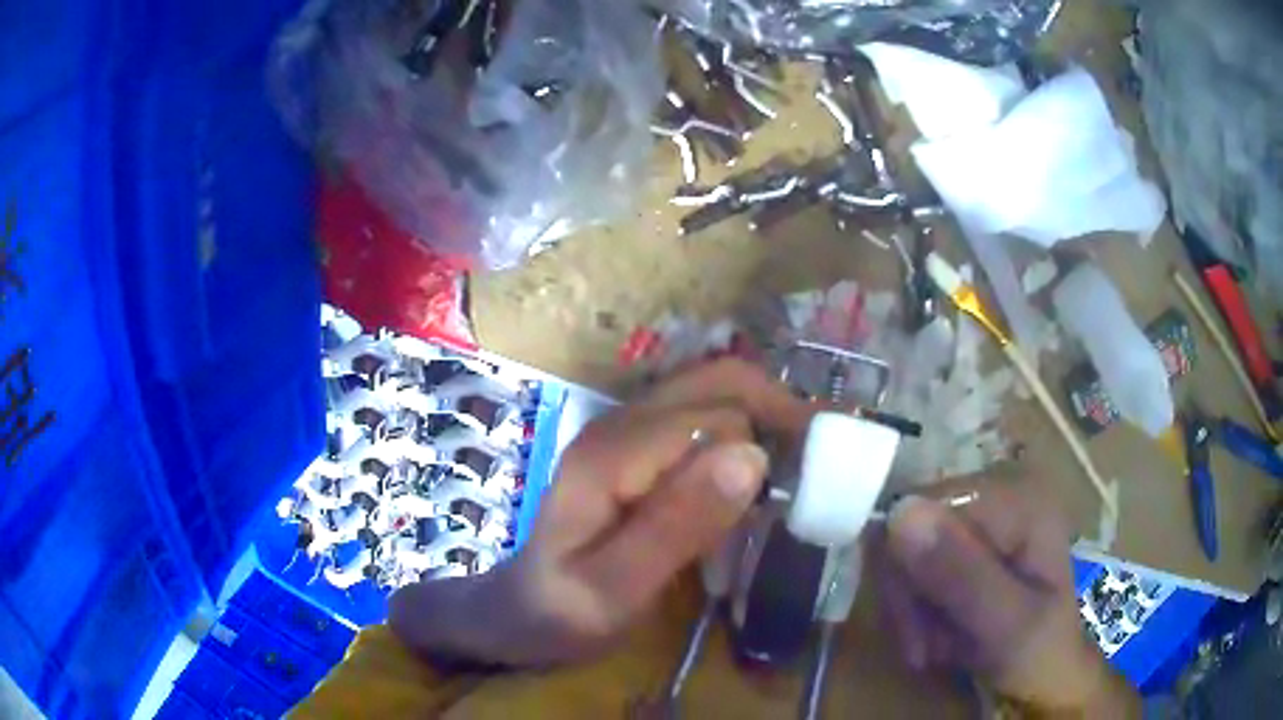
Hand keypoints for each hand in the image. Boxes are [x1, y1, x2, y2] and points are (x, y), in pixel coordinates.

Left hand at [389, 359, 813, 666]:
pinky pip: (702, 417)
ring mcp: (625, 430)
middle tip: (823, 464)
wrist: (515, 612)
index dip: (776, 435)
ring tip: (805, 465)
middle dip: (780, 412)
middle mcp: (621, 422)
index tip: (820, 477)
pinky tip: (763, 473)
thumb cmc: (560, 612)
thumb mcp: (615, 590)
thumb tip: (751, 455)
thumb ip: (676, 527)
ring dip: (766, 417)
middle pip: (720, 383)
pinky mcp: (633, 448)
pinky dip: (745, 431)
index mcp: (615, 452)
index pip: (720, 414)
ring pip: (714, 392)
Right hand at [873, 482, 1138, 715]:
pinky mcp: (973, 550)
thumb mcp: (1006, 625)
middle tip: (924, 649)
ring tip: (935, 650)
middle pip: (913, 531)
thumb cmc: (1040, 657)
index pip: (925, 509)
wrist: (1051, 684)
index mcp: (1019, 503)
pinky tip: (939, 640)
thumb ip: (961, 574)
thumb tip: (898, 513)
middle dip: (910, 598)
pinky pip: (919, 572)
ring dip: (913, 612)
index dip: (906, 569)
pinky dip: (919, 614)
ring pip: (910, 556)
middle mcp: (999, 500)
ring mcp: (985, 526)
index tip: (914, 630)